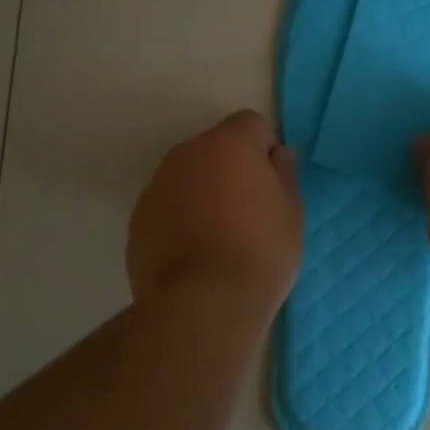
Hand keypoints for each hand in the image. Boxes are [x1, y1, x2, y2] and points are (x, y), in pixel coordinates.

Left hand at [127, 110, 303, 311]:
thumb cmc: (260, 250)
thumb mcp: (292, 210)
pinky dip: (182, 220)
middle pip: (216, 149)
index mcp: (228, 143)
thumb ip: (284, 173)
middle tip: (252, 213)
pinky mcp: (138, 220)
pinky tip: (196, 255)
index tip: (274, 185)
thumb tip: (276, 156)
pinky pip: (168, 207)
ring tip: (221, 239)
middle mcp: (186, 154)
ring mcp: (156, 187)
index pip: (252, 124)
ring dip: (205, 194)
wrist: (203, 304)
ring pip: (189, 178)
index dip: (266, 150)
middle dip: (233, 170)